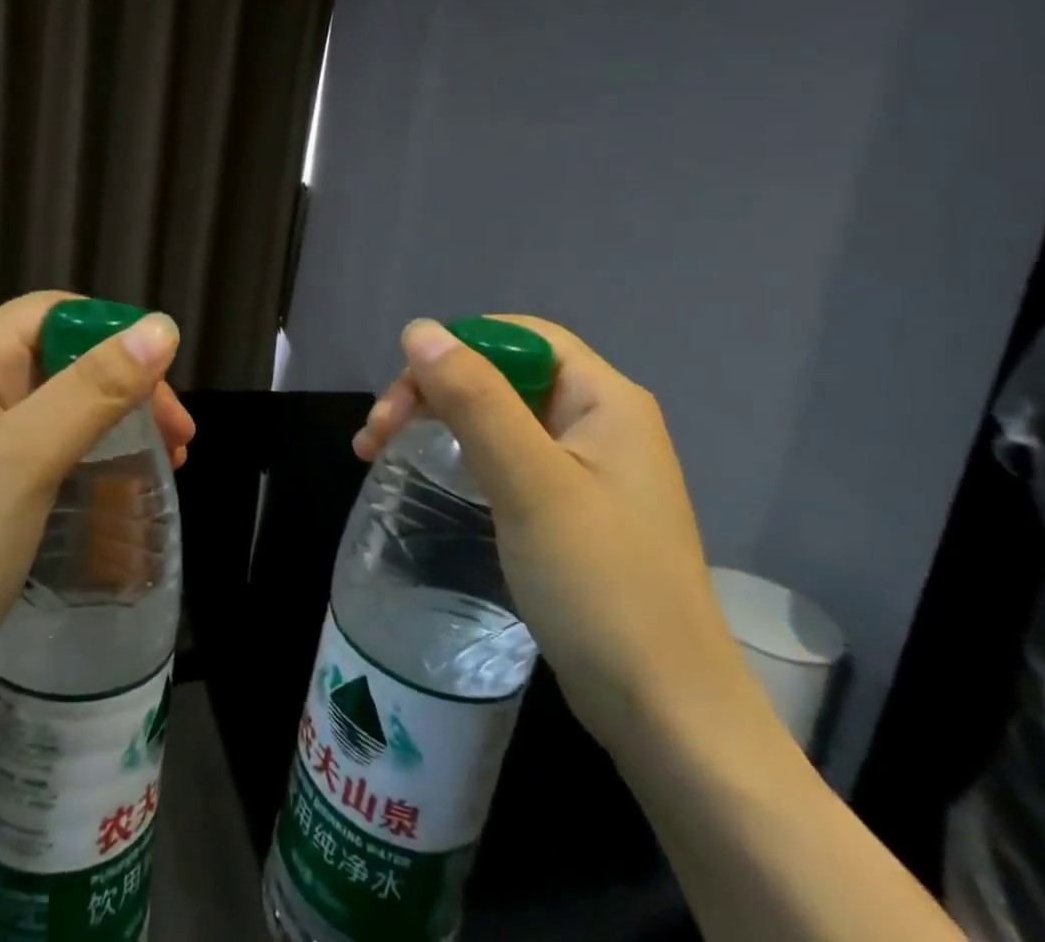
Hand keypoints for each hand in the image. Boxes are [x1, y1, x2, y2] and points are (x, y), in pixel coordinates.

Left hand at [0, 292, 187, 728]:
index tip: (163, 384)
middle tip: (178, 439)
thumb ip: (93, 388)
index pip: (52, 314)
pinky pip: (38, 450)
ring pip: (54, 407)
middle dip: (124, 387)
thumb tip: (161, 327)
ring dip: (111, 424)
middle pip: (59, 359)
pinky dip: (84, 459)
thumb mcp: (25, 461)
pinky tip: (111, 492)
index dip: (113, 333)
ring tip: (163, 464)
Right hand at [354, 316, 754, 753]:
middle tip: (377, 433)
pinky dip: (458, 456)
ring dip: (436, 421)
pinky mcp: (569, 508)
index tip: (403, 390)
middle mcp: (599, 421)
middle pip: (500, 374)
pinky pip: (505, 456)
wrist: (667, 716)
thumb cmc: (600, 586)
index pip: (518, 337)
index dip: (456, 348)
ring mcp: (585, 467)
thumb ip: (476, 399)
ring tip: (378, 451)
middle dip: (433, 390)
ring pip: (496, 415)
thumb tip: (421, 329)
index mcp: (604, 399)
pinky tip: (428, 475)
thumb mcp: (530, 483)